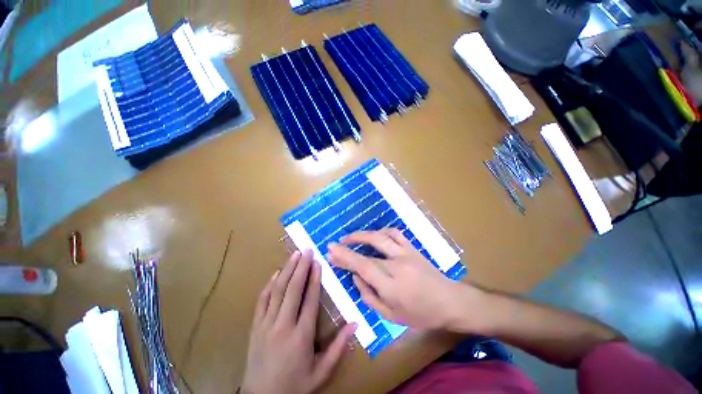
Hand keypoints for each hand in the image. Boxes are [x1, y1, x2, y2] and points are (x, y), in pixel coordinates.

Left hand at [241, 250, 356, 393]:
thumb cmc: (296, 386)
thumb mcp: (322, 372)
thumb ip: (339, 347)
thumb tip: (355, 323)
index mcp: (301, 336)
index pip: (309, 300)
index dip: (314, 279)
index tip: (318, 262)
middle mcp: (282, 326)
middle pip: (292, 290)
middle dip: (301, 267)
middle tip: (307, 250)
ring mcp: (266, 325)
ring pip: (277, 291)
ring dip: (287, 270)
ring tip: (295, 254)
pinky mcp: (255, 326)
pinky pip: (262, 300)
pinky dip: (270, 284)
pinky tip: (277, 272)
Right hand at [327, 229, 478, 329]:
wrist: (450, 301)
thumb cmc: (421, 314)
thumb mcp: (392, 316)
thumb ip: (370, 297)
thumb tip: (356, 278)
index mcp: (392, 286)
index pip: (363, 267)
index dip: (345, 257)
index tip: (331, 251)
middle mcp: (397, 265)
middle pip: (368, 251)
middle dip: (348, 245)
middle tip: (335, 244)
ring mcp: (406, 253)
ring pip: (380, 237)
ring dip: (362, 235)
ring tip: (350, 237)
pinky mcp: (412, 248)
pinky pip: (395, 233)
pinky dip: (381, 231)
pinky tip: (374, 235)